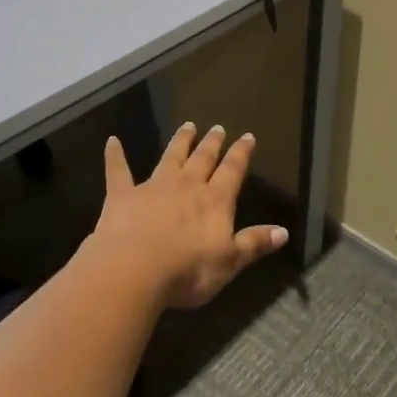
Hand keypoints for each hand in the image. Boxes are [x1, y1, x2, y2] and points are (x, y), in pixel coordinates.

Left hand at [90, 123, 289, 311]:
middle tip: (217, 127)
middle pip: (202, 159)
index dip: (241, 154)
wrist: (134, 269)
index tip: (247, 136)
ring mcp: (153, 187)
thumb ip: (254, 244)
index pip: (232, 171)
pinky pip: (118, 171)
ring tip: (187, 126)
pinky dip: (115, 156)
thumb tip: (284, 231)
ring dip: (179, 142)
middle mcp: (186, 186)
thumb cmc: (187, 271)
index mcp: (214, 201)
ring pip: (170, 158)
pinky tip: (112, 141)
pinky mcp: (123, 195)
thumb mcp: (229, 262)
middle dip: (211, 143)